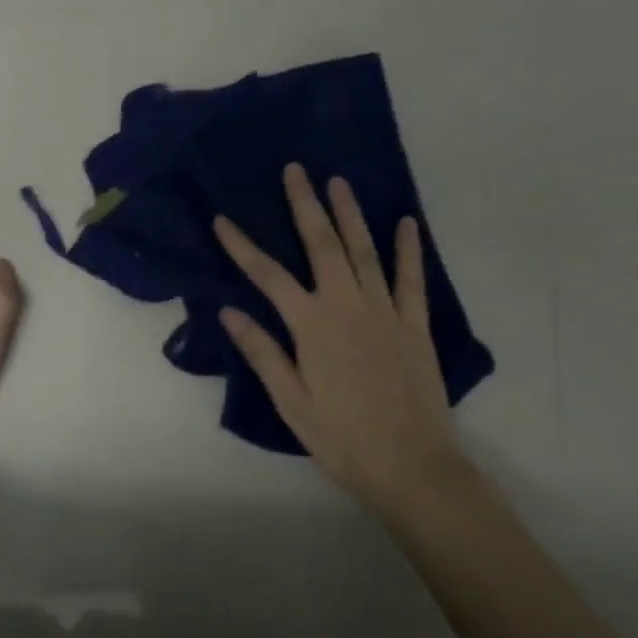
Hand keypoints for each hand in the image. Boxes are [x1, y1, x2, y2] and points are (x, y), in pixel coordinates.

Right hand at [214, 163, 472, 522]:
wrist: (412, 467)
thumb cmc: (342, 439)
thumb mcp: (291, 402)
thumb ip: (262, 352)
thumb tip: (229, 310)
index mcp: (312, 325)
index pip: (267, 275)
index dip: (242, 245)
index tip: (223, 219)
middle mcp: (347, 305)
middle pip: (322, 244)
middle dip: (306, 204)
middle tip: (296, 170)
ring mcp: (385, 311)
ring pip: (364, 251)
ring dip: (350, 214)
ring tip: (339, 182)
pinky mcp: (414, 324)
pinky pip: (411, 279)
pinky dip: (409, 249)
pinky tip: (407, 223)